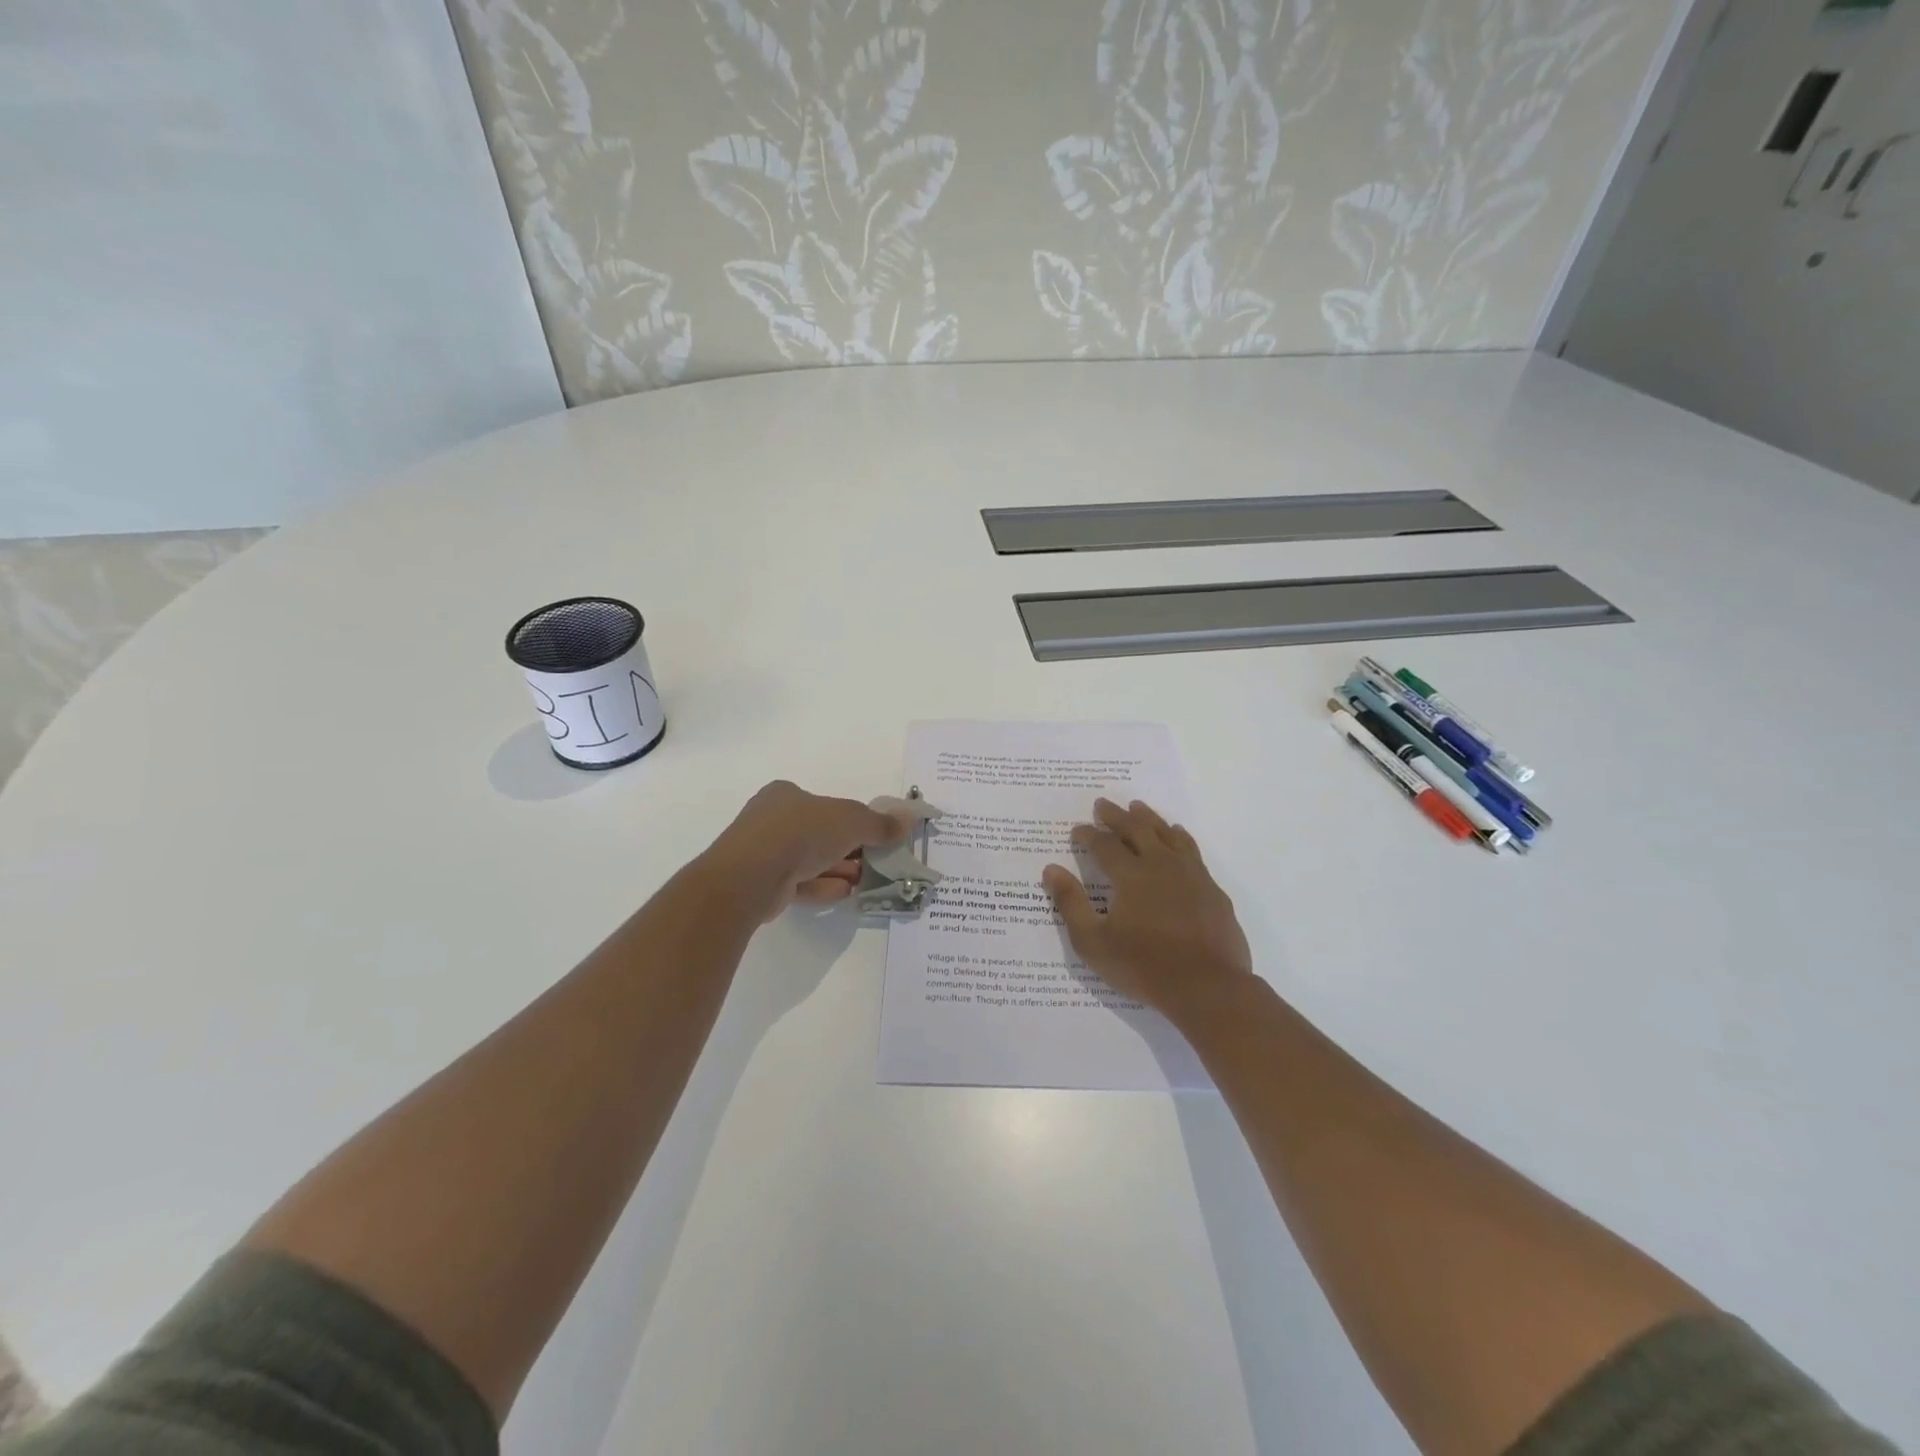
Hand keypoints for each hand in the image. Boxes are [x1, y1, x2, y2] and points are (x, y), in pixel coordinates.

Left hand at [706, 781, 911, 921]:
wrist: (751, 875)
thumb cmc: (802, 832)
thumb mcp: (851, 821)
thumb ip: (880, 823)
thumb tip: (910, 819)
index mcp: (786, 795)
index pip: (825, 804)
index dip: (852, 820)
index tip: (874, 836)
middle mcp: (771, 820)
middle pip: (819, 833)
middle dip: (848, 849)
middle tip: (874, 861)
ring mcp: (763, 853)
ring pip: (809, 860)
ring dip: (838, 869)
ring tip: (863, 880)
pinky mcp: (761, 884)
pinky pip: (798, 883)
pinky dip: (822, 885)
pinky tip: (843, 892)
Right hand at [1043, 798, 1254, 1022]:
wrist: (1208, 988)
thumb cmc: (1144, 967)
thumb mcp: (1094, 942)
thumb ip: (1071, 903)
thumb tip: (1051, 869)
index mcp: (1130, 876)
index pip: (1104, 845)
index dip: (1088, 835)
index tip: (1078, 829)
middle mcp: (1160, 865)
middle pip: (1136, 829)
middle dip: (1116, 816)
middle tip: (1103, 804)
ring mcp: (1191, 874)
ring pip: (1167, 834)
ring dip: (1149, 818)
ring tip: (1137, 807)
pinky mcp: (1211, 888)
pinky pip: (1191, 850)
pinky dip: (1179, 836)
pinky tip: (1177, 835)